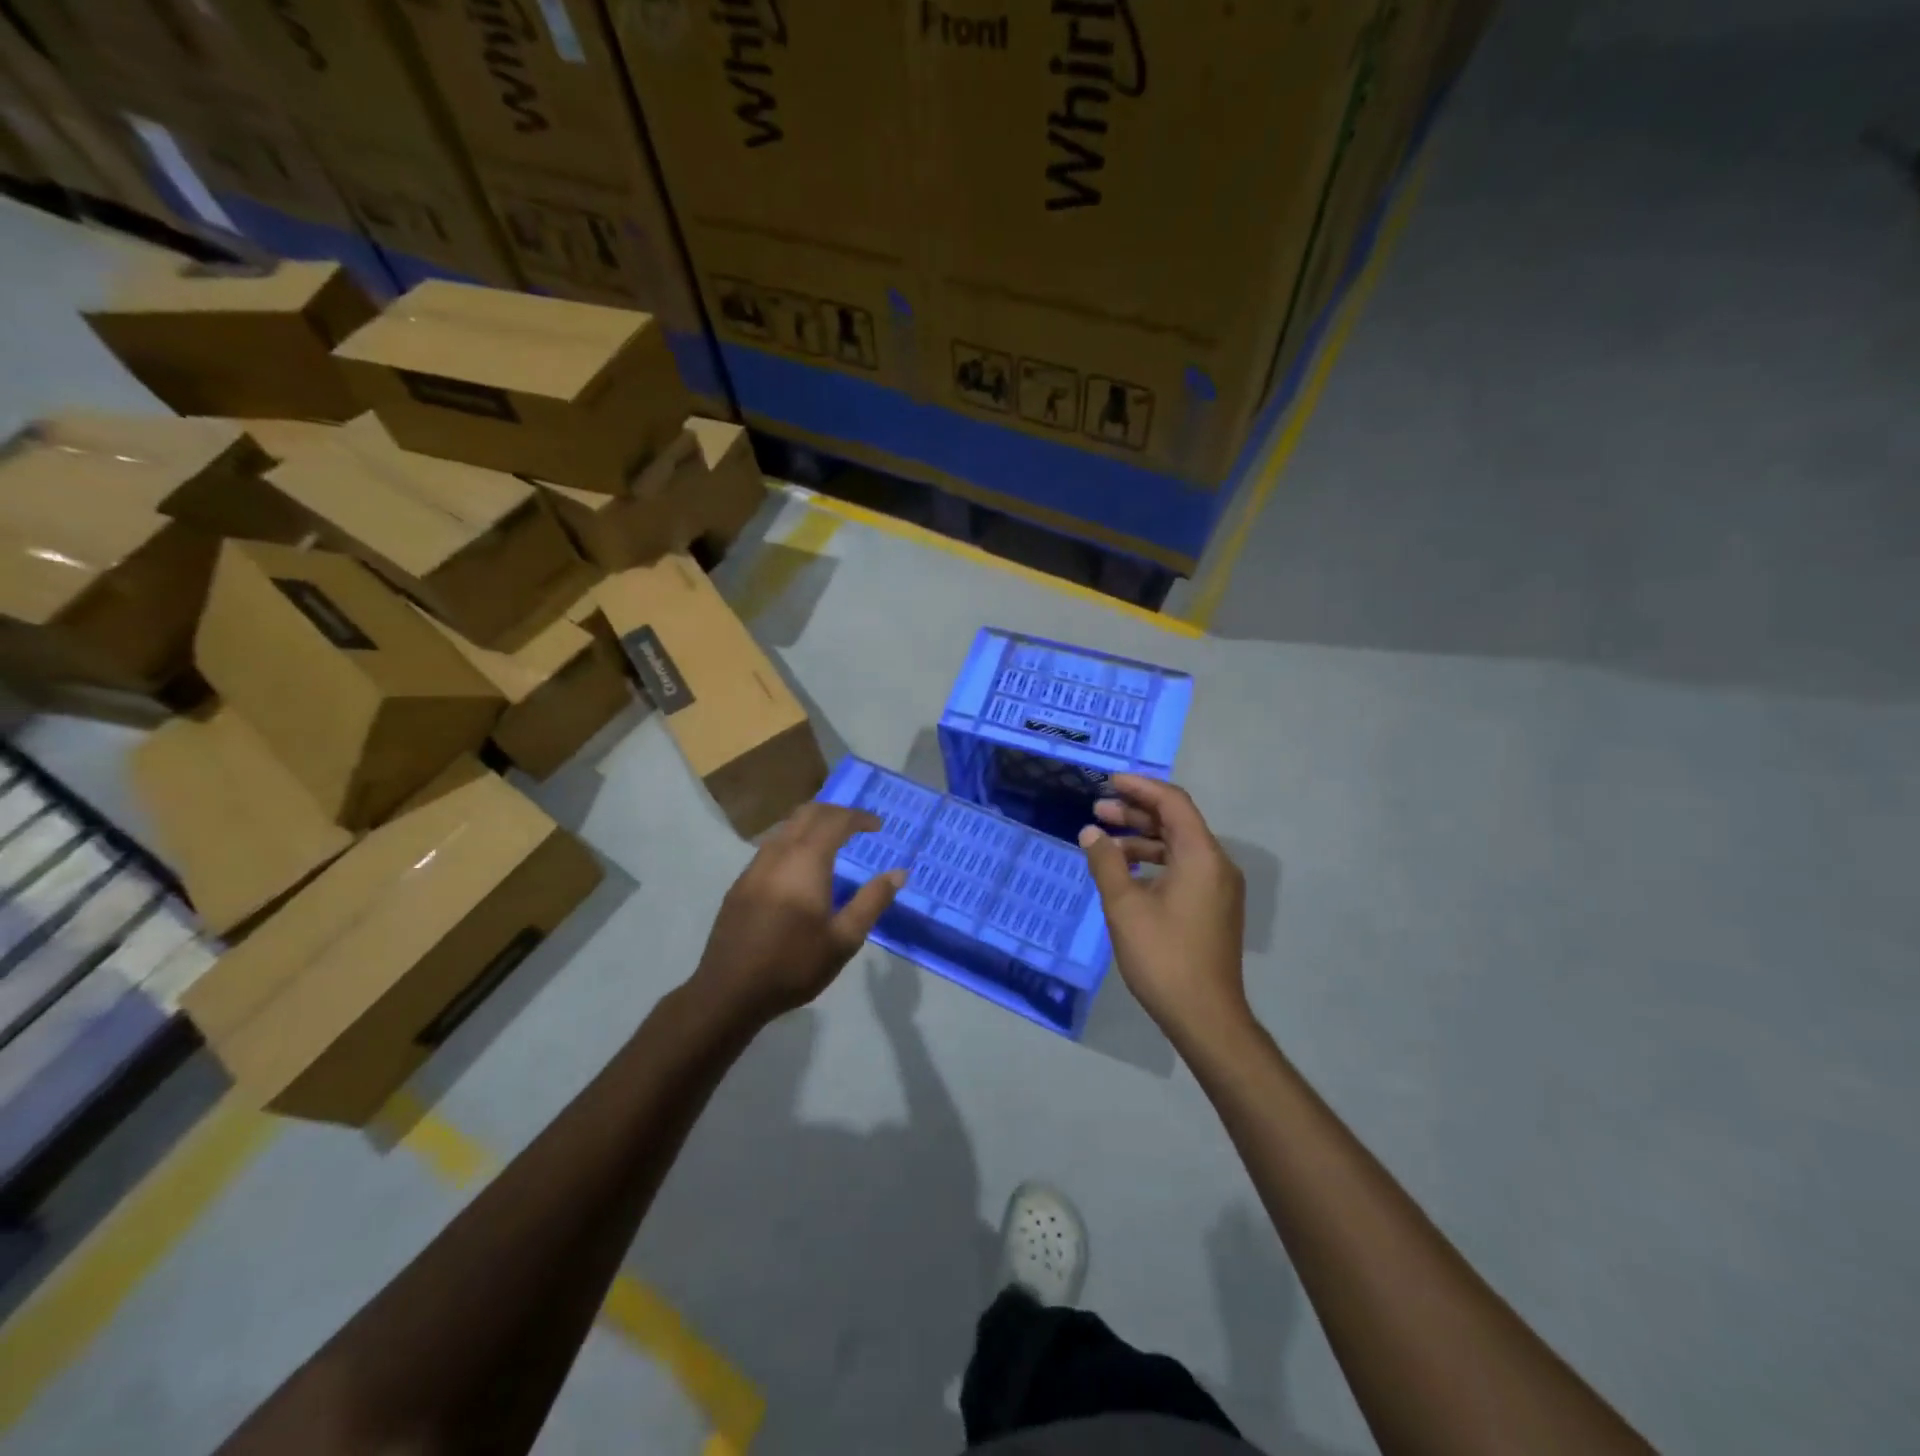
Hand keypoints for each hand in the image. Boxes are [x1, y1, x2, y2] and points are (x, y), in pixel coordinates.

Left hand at [691, 803, 904, 1025]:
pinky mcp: (741, 884)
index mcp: (806, 861)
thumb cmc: (793, 965)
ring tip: (832, 843)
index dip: (859, 817)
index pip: (835, 820)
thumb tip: (899, 873)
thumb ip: (872, 901)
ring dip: (812, 825)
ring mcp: (754, 867)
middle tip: (857, 827)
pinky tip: (801, 869)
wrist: (729, 992)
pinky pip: (771, 846)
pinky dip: (793, 842)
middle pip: (807, 814)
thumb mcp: (844, 939)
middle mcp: (778, 854)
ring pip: (786, 827)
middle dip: (835, 813)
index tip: (877, 827)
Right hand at [1079, 775, 1248, 1048]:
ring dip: (1143, 839)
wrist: (1205, 1016)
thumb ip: (1106, 862)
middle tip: (1098, 811)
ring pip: (1179, 847)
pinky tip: (1126, 872)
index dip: (1140, 787)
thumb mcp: (1125, 906)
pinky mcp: (1214, 908)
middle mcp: (1216, 864)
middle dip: (1136, 813)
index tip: (1108, 782)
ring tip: (1104, 842)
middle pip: (1176, 822)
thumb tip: (1091, 832)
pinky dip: (1155, 861)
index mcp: (1201, 856)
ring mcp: (1218, 888)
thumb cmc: (1163, 956)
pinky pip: (1184, 868)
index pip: (1173, 803)